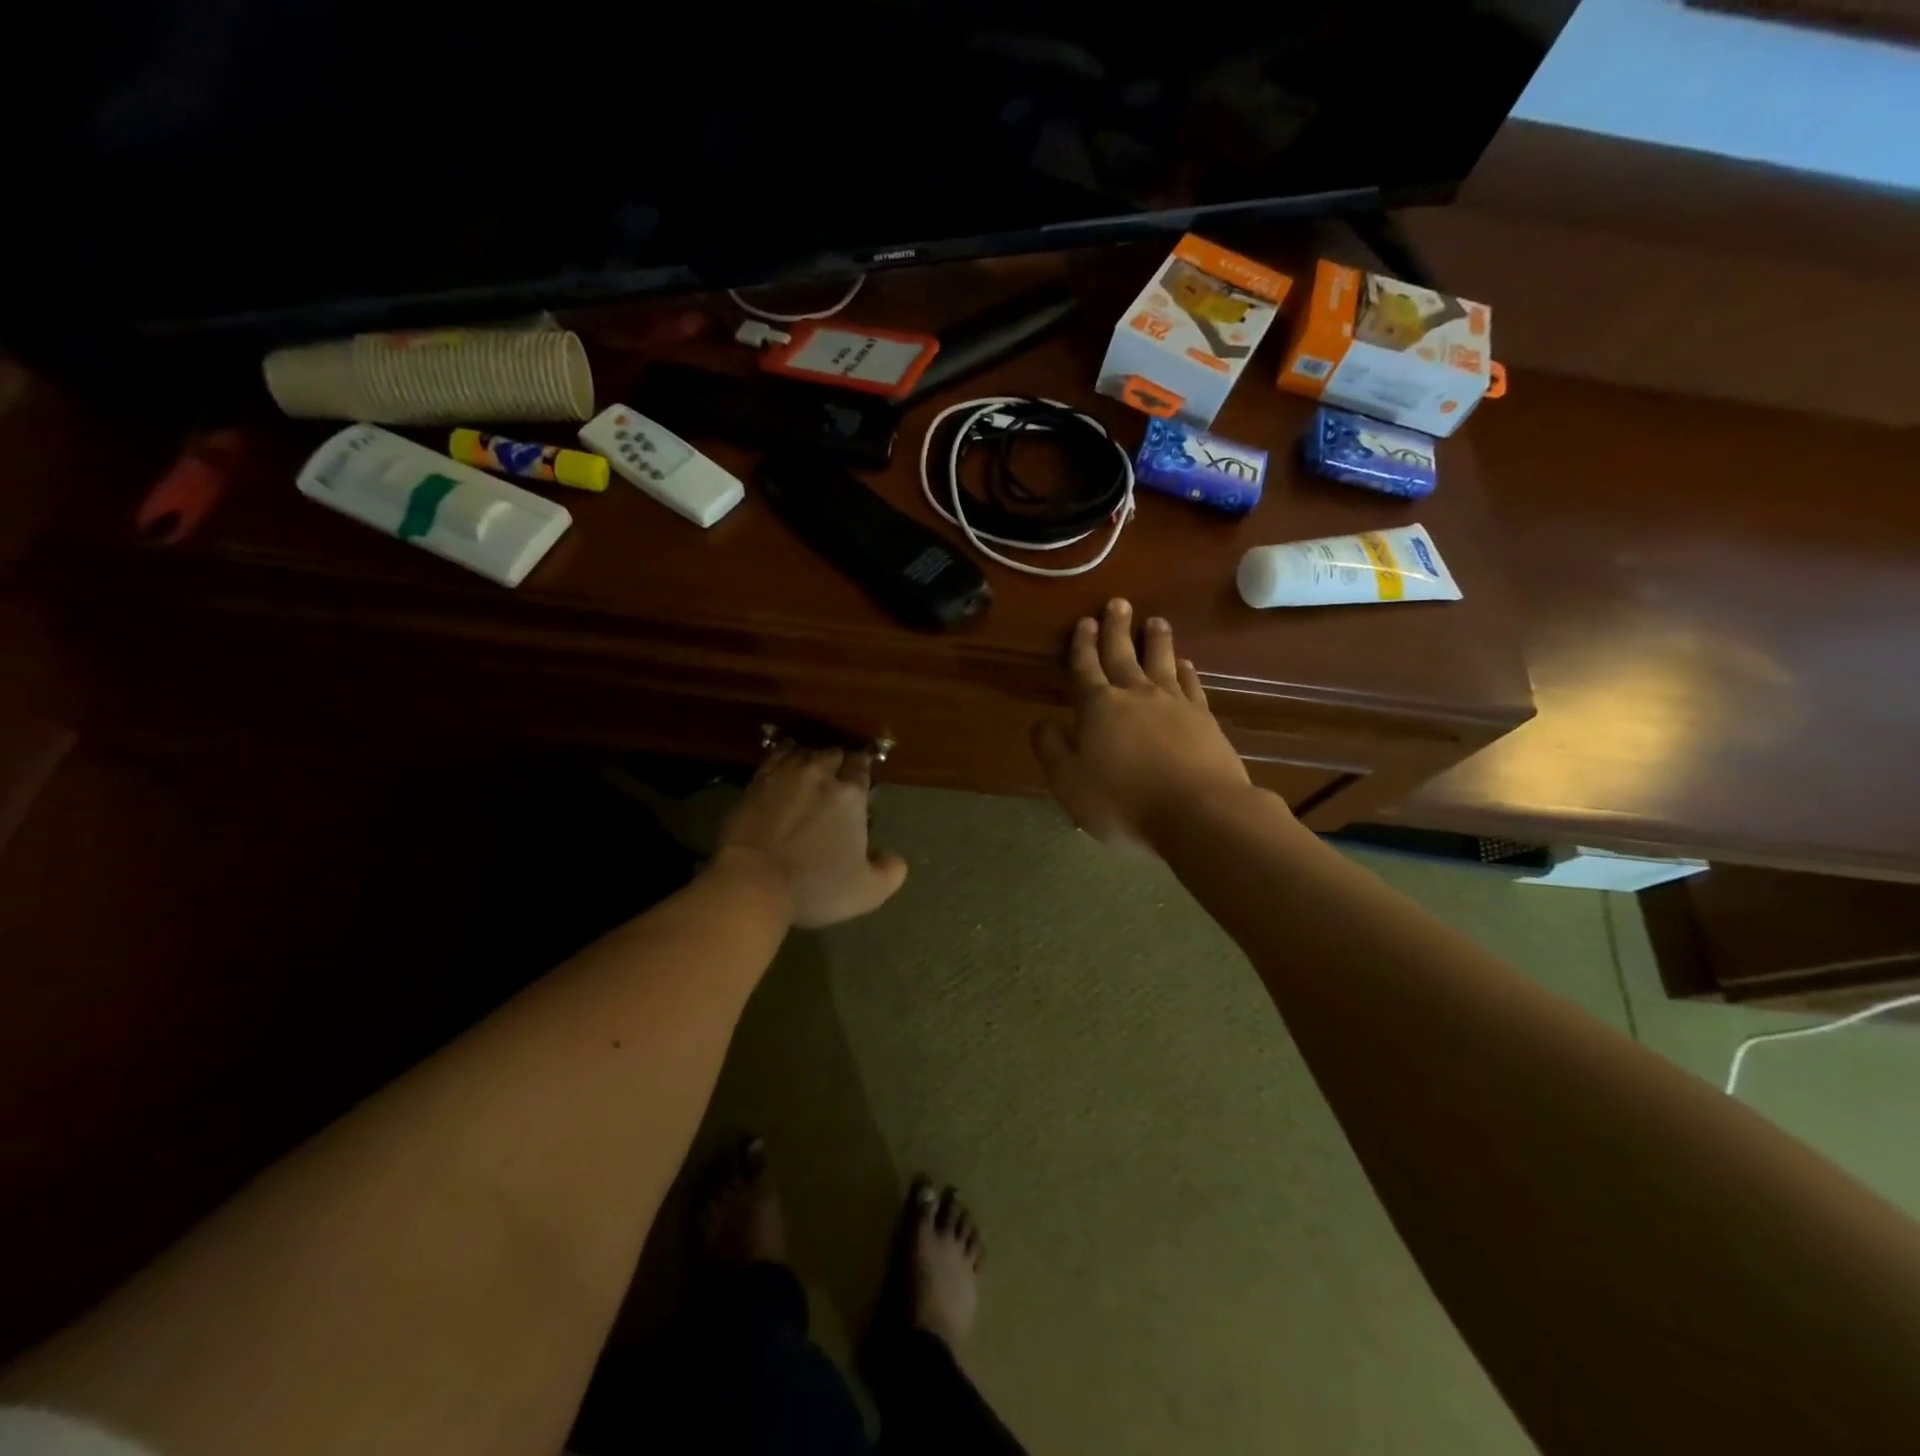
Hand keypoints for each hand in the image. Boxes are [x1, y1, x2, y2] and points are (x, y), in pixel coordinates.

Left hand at [716, 746, 908, 928]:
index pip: (861, 765)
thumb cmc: (815, 885)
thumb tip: (893, 857)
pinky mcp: (754, 784)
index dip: (863, 766)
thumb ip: (890, 872)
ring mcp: (783, 775)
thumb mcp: (867, 891)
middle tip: (838, 774)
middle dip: (838, 760)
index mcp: (850, 794)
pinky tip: (783, 764)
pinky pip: (773, 758)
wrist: (752, 882)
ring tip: (811, 767)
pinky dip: (782, 757)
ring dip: (810, 756)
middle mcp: (819, 775)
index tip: (862, 774)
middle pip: (833, 753)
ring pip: (802, 751)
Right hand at [1031, 600, 1254, 850]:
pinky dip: (1186, 670)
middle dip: (1117, 629)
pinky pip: (1191, 684)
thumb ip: (1052, 749)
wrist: (1199, 813)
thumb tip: (1042, 722)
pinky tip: (1185, 663)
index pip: (1086, 668)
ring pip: (1161, 661)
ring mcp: (1174, 703)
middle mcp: (1136, 695)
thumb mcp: (1069, 783)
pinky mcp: (1204, 718)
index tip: (1084, 622)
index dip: (1083, 646)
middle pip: (1123, 654)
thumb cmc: (1124, 802)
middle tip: (1118, 602)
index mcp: (1098, 707)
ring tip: (1155, 620)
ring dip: (1156, 640)